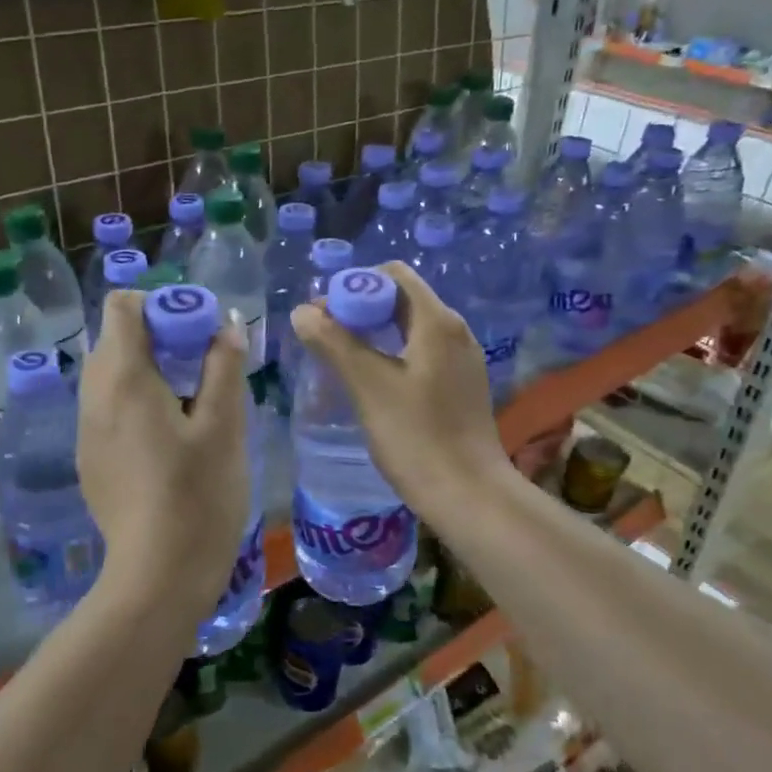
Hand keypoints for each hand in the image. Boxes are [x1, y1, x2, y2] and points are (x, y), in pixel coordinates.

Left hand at [77, 291, 249, 624]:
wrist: (158, 574)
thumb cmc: (198, 494)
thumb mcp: (224, 425)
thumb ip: (224, 367)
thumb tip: (225, 326)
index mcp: (123, 377)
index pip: (121, 306)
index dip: (159, 304)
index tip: (194, 329)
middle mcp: (93, 395)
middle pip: (114, 338)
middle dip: (157, 336)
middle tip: (200, 364)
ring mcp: (85, 430)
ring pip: (109, 374)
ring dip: (146, 369)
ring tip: (188, 400)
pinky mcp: (89, 458)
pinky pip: (106, 407)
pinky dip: (133, 401)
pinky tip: (167, 437)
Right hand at [290, 261, 509, 522]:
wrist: (469, 496)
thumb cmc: (417, 437)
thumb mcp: (368, 386)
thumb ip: (333, 343)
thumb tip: (302, 312)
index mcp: (437, 322)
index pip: (394, 275)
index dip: (354, 285)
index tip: (325, 314)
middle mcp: (455, 331)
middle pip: (402, 299)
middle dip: (360, 308)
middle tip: (325, 335)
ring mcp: (461, 359)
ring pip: (410, 327)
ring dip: (373, 331)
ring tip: (341, 357)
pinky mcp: (459, 385)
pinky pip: (420, 351)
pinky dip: (391, 352)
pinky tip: (371, 381)